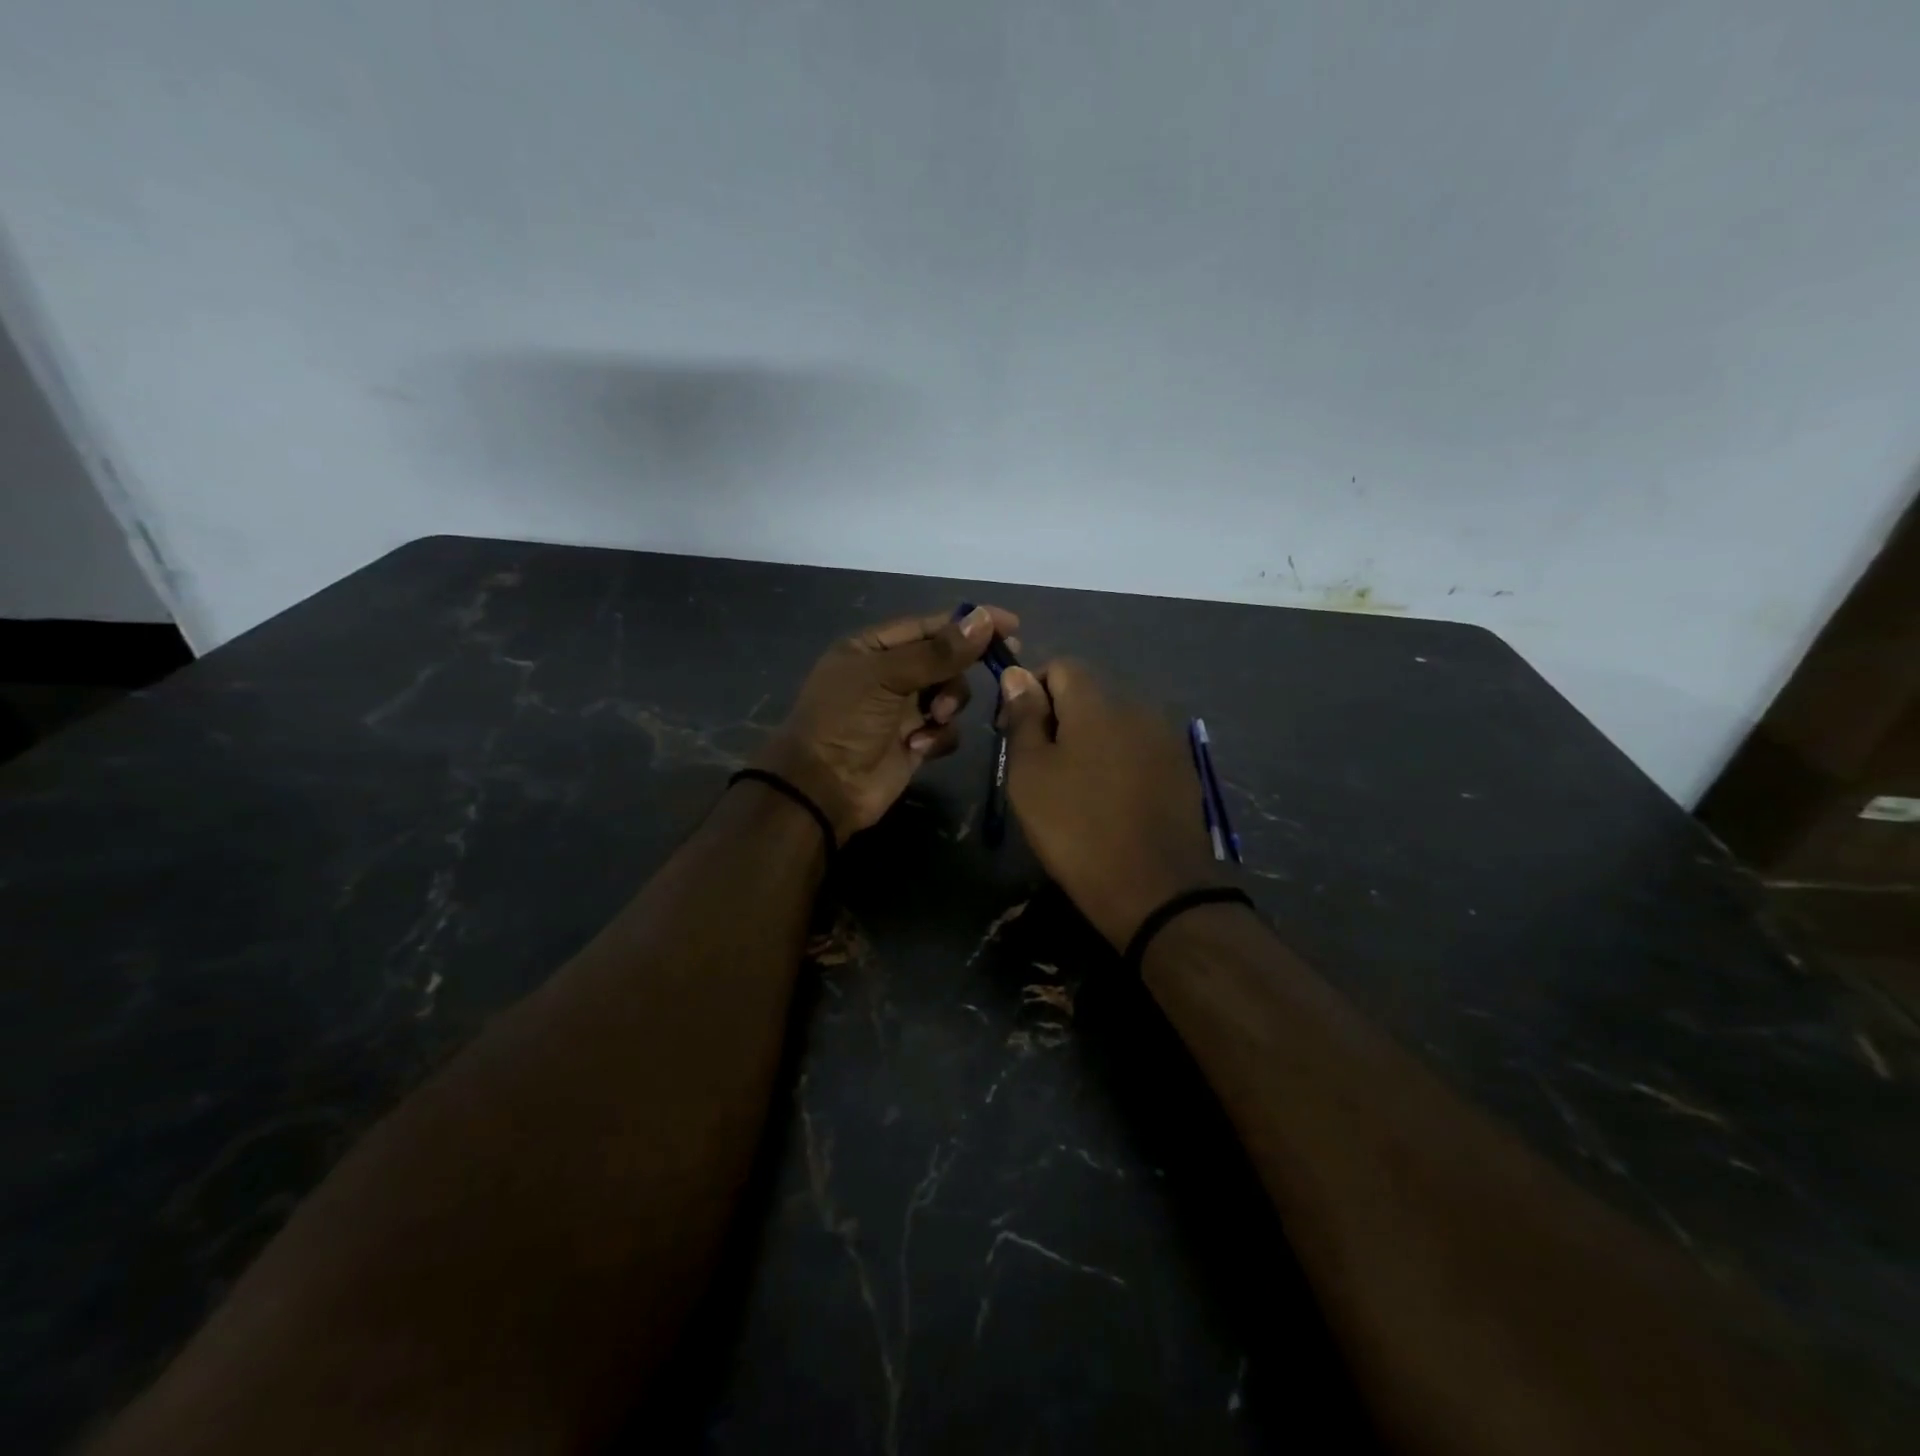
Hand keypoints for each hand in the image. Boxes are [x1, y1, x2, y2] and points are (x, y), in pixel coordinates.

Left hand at [754, 604, 1018, 841]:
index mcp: (873, 648)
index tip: (1010, 625)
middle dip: (961, 668)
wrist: (823, 787)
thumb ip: (938, 651)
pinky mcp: (915, 742)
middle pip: (945, 659)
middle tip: (1000, 665)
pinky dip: (939, 736)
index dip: (969, 623)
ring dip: (950, 704)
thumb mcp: (887, 677)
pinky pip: (946, 730)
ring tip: (934, 719)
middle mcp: (890, 675)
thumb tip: (984, 619)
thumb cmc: (845, 720)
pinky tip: (920, 747)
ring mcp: (903, 710)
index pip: (930, 625)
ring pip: (951, 695)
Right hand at [999, 661, 1219, 948]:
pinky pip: (1137, 748)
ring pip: (1114, 722)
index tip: (1016, 731)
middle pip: (1089, 693)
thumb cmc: (1076, 827)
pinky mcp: (1181, 768)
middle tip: (1040, 765)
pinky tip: (1109, 800)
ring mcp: (1165, 738)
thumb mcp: (1030, 773)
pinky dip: (1117, 761)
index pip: (1060, 666)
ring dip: (1089, 740)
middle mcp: (1137, 706)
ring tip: (1075, 786)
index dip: (1031, 690)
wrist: (1154, 889)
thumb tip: (1017, 674)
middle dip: (1059, 717)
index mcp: (1098, 701)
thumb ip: (1024, 717)